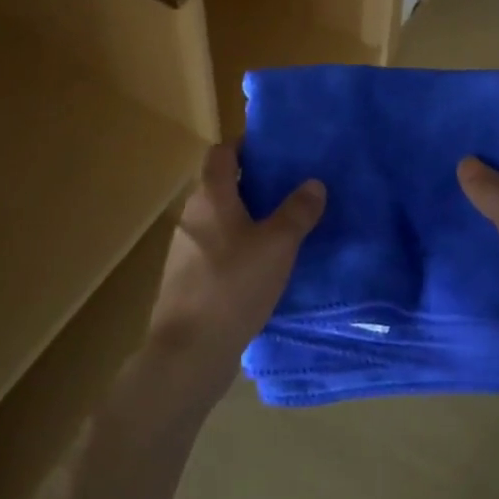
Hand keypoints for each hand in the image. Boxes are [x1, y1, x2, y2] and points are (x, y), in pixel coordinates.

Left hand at [146, 143, 325, 406]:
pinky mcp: (186, 281)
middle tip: (287, 190)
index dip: (244, 146)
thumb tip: (314, 183)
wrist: (188, 353)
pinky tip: (260, 269)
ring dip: (244, 219)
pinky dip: (235, 249)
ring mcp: (184, 250)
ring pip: (218, 221)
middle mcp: (191, 216)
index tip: (273, 150)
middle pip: (219, 186)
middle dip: (250, 184)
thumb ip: (297, 211)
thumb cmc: (233, 286)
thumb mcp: (278, 245)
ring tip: (279, 230)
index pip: (221, 153)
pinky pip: (214, 251)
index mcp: (210, 197)